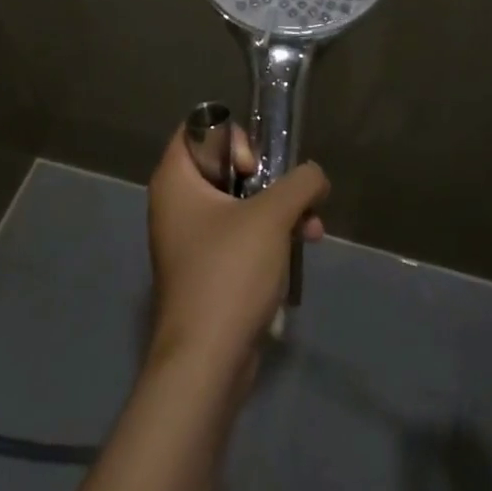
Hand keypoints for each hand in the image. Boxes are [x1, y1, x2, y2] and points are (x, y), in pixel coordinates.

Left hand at [146, 122, 327, 377]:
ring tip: (313, 226)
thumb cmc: (230, 272)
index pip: (199, 129)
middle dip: (268, 178)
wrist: (207, 361)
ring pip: (239, 202)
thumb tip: (316, 176)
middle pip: (225, 165)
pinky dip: (270, 236)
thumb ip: (301, 182)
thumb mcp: (272, 216)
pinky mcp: (208, 270)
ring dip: (279, 208)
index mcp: (175, 180)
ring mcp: (191, 239)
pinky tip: (303, 247)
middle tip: (288, 195)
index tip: (254, 166)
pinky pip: (240, 235)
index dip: (232, 137)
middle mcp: (176, 203)